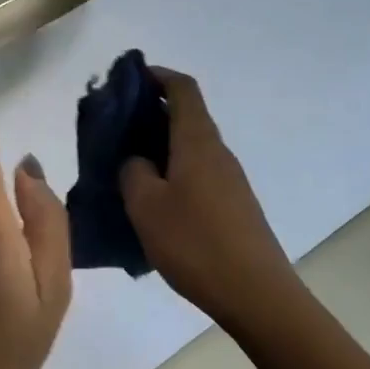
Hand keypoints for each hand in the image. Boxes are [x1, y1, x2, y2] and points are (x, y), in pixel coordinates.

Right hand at [119, 67, 299, 325]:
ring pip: (190, 147)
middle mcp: (218, 152)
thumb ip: (133, 172)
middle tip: (114, 128)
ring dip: (160, 146)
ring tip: (126, 166)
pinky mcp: (233, 205)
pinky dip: (173, 171)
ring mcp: (230, 180)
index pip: (182, 88)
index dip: (157, 75)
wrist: (255, 293)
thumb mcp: (146, 206)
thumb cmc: (195, 243)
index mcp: (198, 141)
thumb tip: (137, 160)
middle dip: (151, 112)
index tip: (127, 78)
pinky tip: (153, 201)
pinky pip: (197, 173)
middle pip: (186, 116)